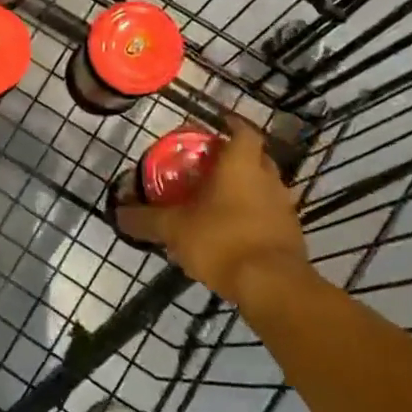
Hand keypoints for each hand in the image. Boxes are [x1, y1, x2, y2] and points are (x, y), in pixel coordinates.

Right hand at [117, 114, 308, 304]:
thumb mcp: (174, 229)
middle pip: (255, 158)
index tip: (217, 125)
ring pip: (264, 188)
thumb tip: (119, 213)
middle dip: (234, 159)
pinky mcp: (292, 236)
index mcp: (242, 165)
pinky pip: (270, 216)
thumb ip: (146, 219)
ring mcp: (285, 208)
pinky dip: (254, 217)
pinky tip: (233, 233)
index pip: (244, 131)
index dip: (232, 124)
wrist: (272, 287)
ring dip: (246, 190)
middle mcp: (269, 179)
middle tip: (210, 167)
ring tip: (219, 202)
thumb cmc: (222, 241)